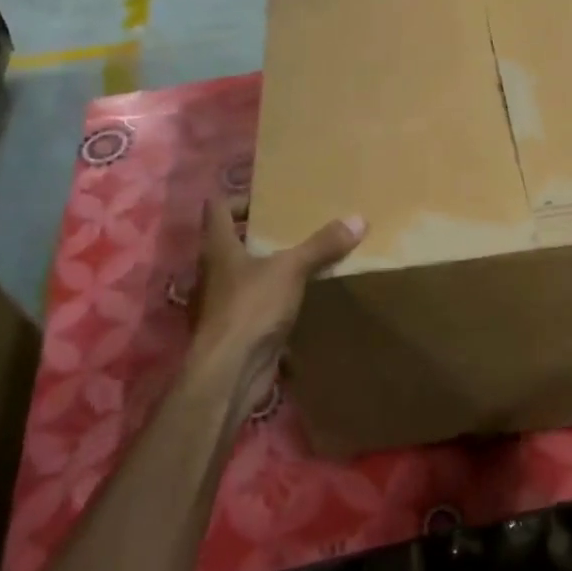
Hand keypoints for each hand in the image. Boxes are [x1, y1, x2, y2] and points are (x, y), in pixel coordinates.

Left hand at [192, 201, 363, 417]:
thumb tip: (358, 218)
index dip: (240, 198)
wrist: (228, 373)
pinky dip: (272, 299)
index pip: (218, 208)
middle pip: (231, 242)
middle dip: (259, 234)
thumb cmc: (251, 308)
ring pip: (243, 275)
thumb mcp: (290, 269)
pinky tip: (298, 300)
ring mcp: (221, 303)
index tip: (270, 199)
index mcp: (218, 248)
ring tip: (301, 260)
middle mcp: (213, 272)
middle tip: (294, 227)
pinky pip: (255, 305)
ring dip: (267, 268)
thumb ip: (321, 245)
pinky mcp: (235, 330)